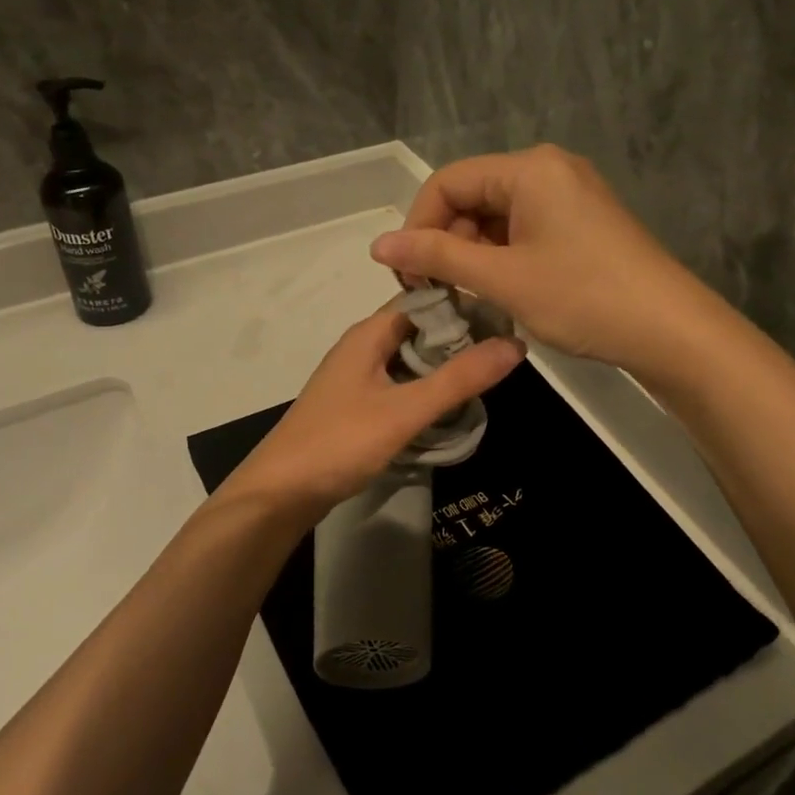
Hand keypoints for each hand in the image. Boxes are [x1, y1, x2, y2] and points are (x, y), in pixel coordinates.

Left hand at [220, 303, 524, 523]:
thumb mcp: (404, 410)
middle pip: (418, 330)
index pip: (424, 300)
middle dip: (459, 340)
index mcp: (369, 334)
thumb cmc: (340, 443)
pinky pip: (398, 387)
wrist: (279, 494)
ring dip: (443, 369)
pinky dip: (424, 392)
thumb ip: (458, 378)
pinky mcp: (355, 406)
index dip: (464, 305)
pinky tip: (449, 410)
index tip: (506, 319)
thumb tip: (515, 344)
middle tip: (505, 355)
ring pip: (409, 361)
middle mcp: (361, 347)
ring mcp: (356, 378)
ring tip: (487, 381)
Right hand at [369, 145, 716, 375]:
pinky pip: (524, 228)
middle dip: (448, 241)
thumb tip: (378, 246)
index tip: (410, 275)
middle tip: (441, 292)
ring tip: (472, 296)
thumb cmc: (582, 297)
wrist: (670, 329)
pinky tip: (502, 290)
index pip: (448, 182)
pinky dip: (503, 256)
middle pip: (473, 196)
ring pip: (497, 216)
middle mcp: (548, 170)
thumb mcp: (502, 278)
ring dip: (474, 253)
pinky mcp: (582, 221)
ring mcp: (570, 194)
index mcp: (528, 169)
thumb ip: (437, 258)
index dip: (419, 226)